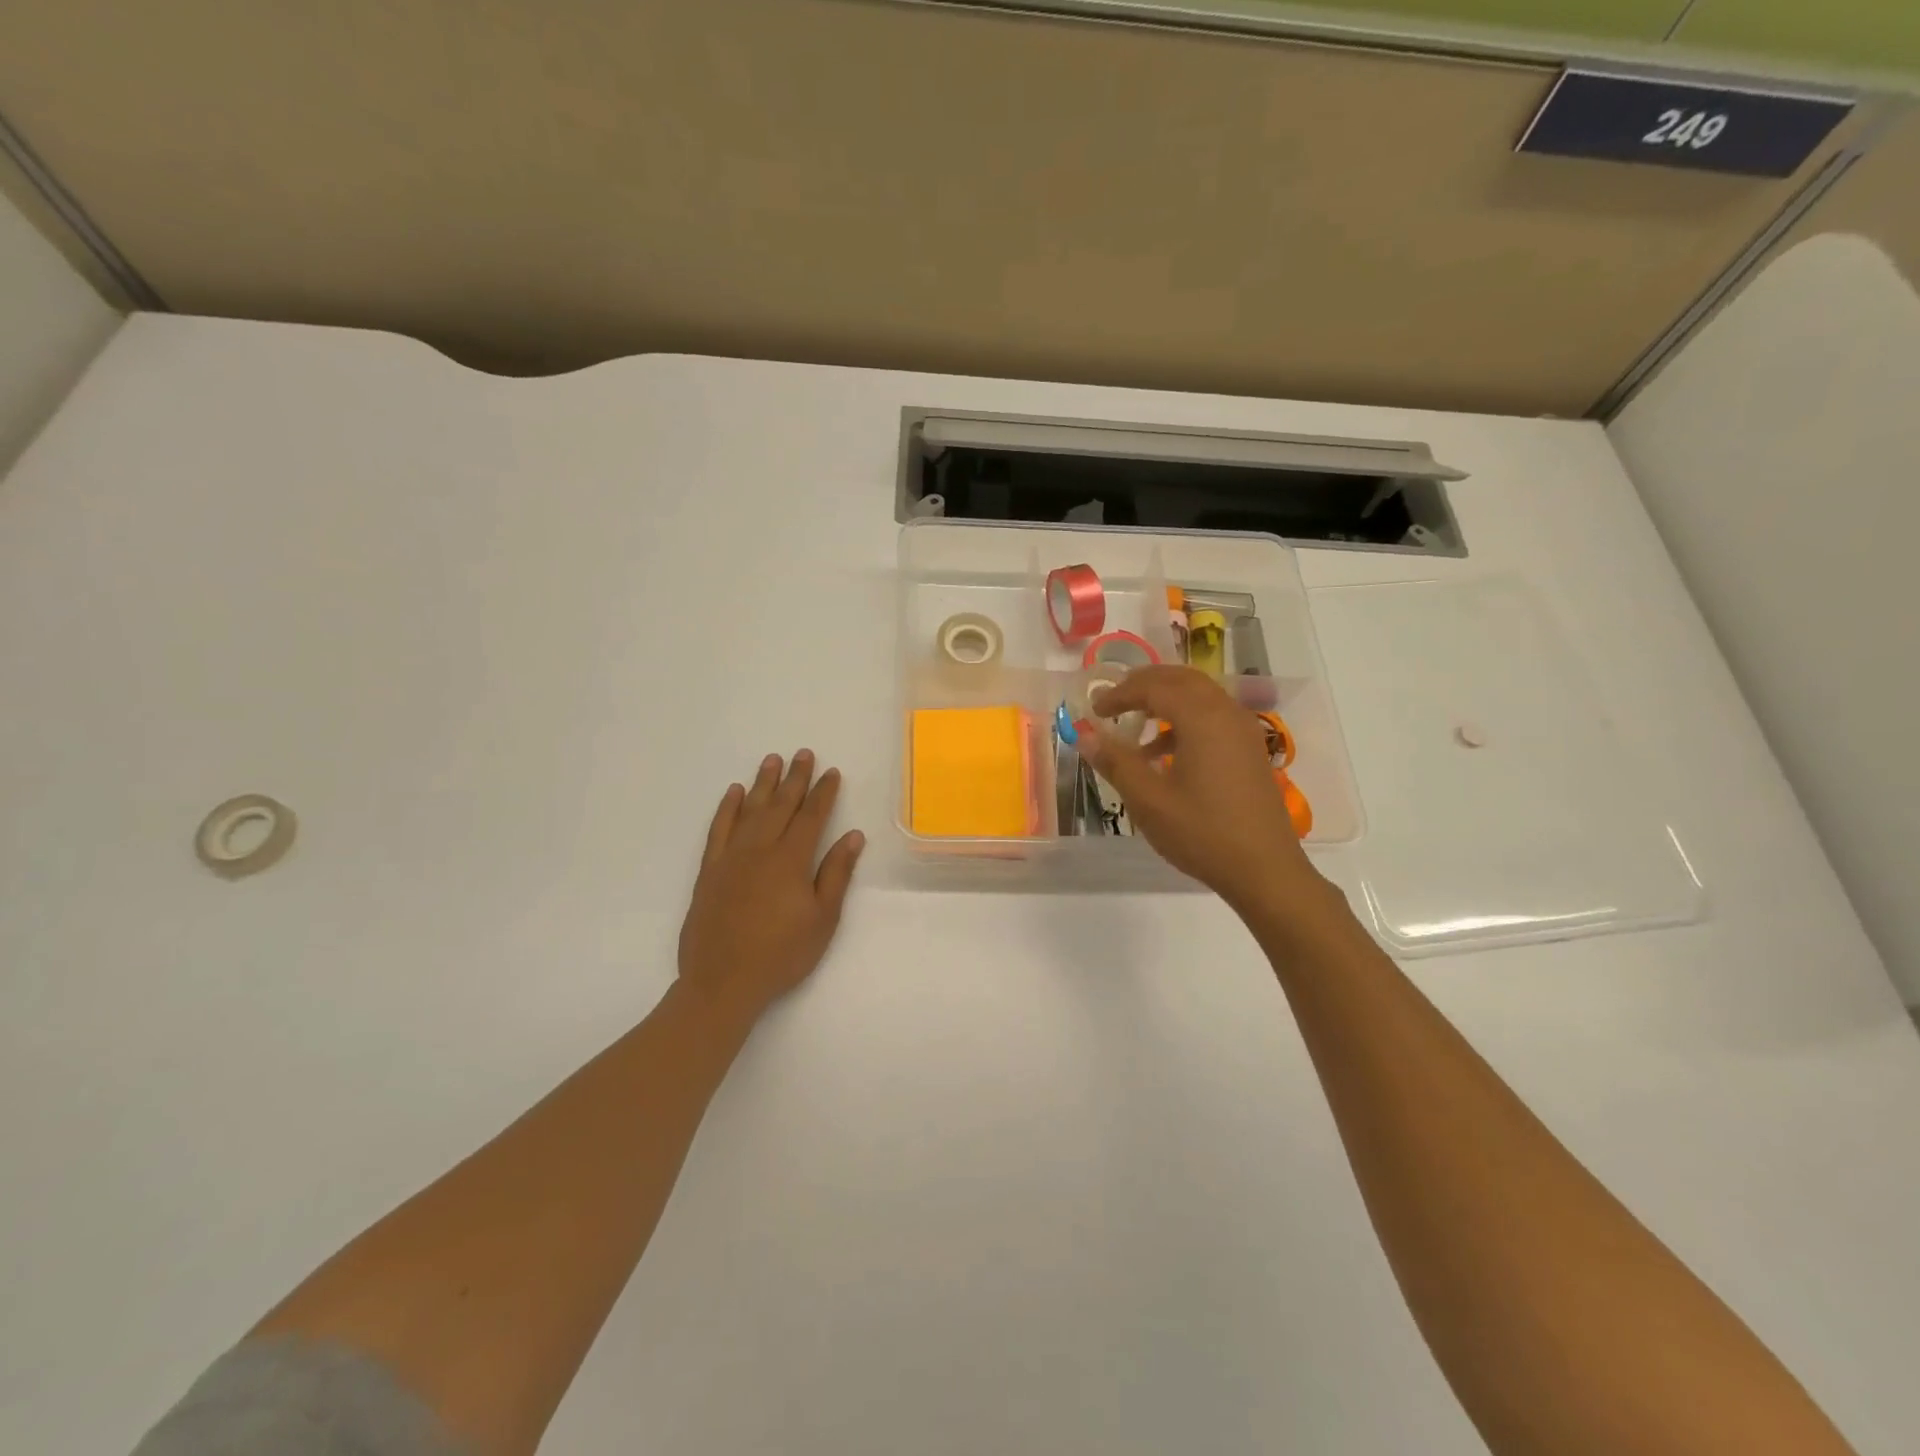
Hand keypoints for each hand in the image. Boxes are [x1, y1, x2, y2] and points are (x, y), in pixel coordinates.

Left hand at [676, 750, 864, 1022]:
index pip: (811, 817)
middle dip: (795, 778)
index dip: (823, 793)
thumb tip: (853, 836)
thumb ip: (836, 874)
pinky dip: (726, 808)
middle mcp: (760, 849)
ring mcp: (730, 858)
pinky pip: (718, 829)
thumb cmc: (781, 954)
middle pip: (780, 805)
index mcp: (790, 860)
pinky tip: (733, 793)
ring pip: (748, 810)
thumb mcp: (822, 919)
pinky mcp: (709, 870)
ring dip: (762, 784)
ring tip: (772, 760)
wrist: (722, 982)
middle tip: (803, 753)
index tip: (832, 772)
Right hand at [1079, 666, 1324, 913]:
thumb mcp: (1149, 801)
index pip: (1153, 687)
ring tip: (1135, 724)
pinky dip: (1184, 720)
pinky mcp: (1249, 750)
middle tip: (1113, 701)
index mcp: (1202, 718)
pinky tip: (1163, 754)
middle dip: (1144, 685)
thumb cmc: (1202, 833)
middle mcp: (1226, 713)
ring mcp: (1243, 731)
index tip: (1093, 710)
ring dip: (1165, 700)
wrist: (1265, 870)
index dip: (1119, 693)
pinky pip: (1213, 716)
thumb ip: (1116, 762)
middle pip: (1181, 679)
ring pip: (1200, 696)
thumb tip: (1084, 736)